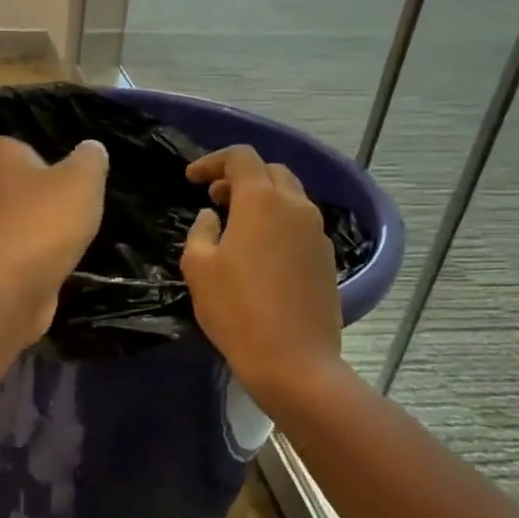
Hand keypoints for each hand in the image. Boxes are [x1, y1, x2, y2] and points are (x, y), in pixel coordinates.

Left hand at [0, 136, 107, 340]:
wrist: (16, 283)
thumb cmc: (48, 219)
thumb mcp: (82, 181)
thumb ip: (89, 161)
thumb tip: (91, 148)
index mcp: (7, 169)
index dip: (12, 150)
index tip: (26, 155)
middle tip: (25, 194)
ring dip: (8, 225)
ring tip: (39, 231)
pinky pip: (3, 258)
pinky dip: (17, 258)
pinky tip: (41, 263)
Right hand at [181, 145, 344, 405]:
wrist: (293, 359)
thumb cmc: (236, 310)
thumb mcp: (199, 269)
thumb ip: (201, 232)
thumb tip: (212, 217)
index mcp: (262, 202)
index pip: (241, 158)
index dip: (213, 162)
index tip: (191, 179)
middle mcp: (296, 207)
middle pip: (271, 172)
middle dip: (240, 177)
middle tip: (214, 199)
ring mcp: (317, 233)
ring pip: (290, 198)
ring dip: (261, 200)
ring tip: (235, 225)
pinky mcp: (326, 259)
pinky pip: (300, 225)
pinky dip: (277, 224)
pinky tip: (259, 253)